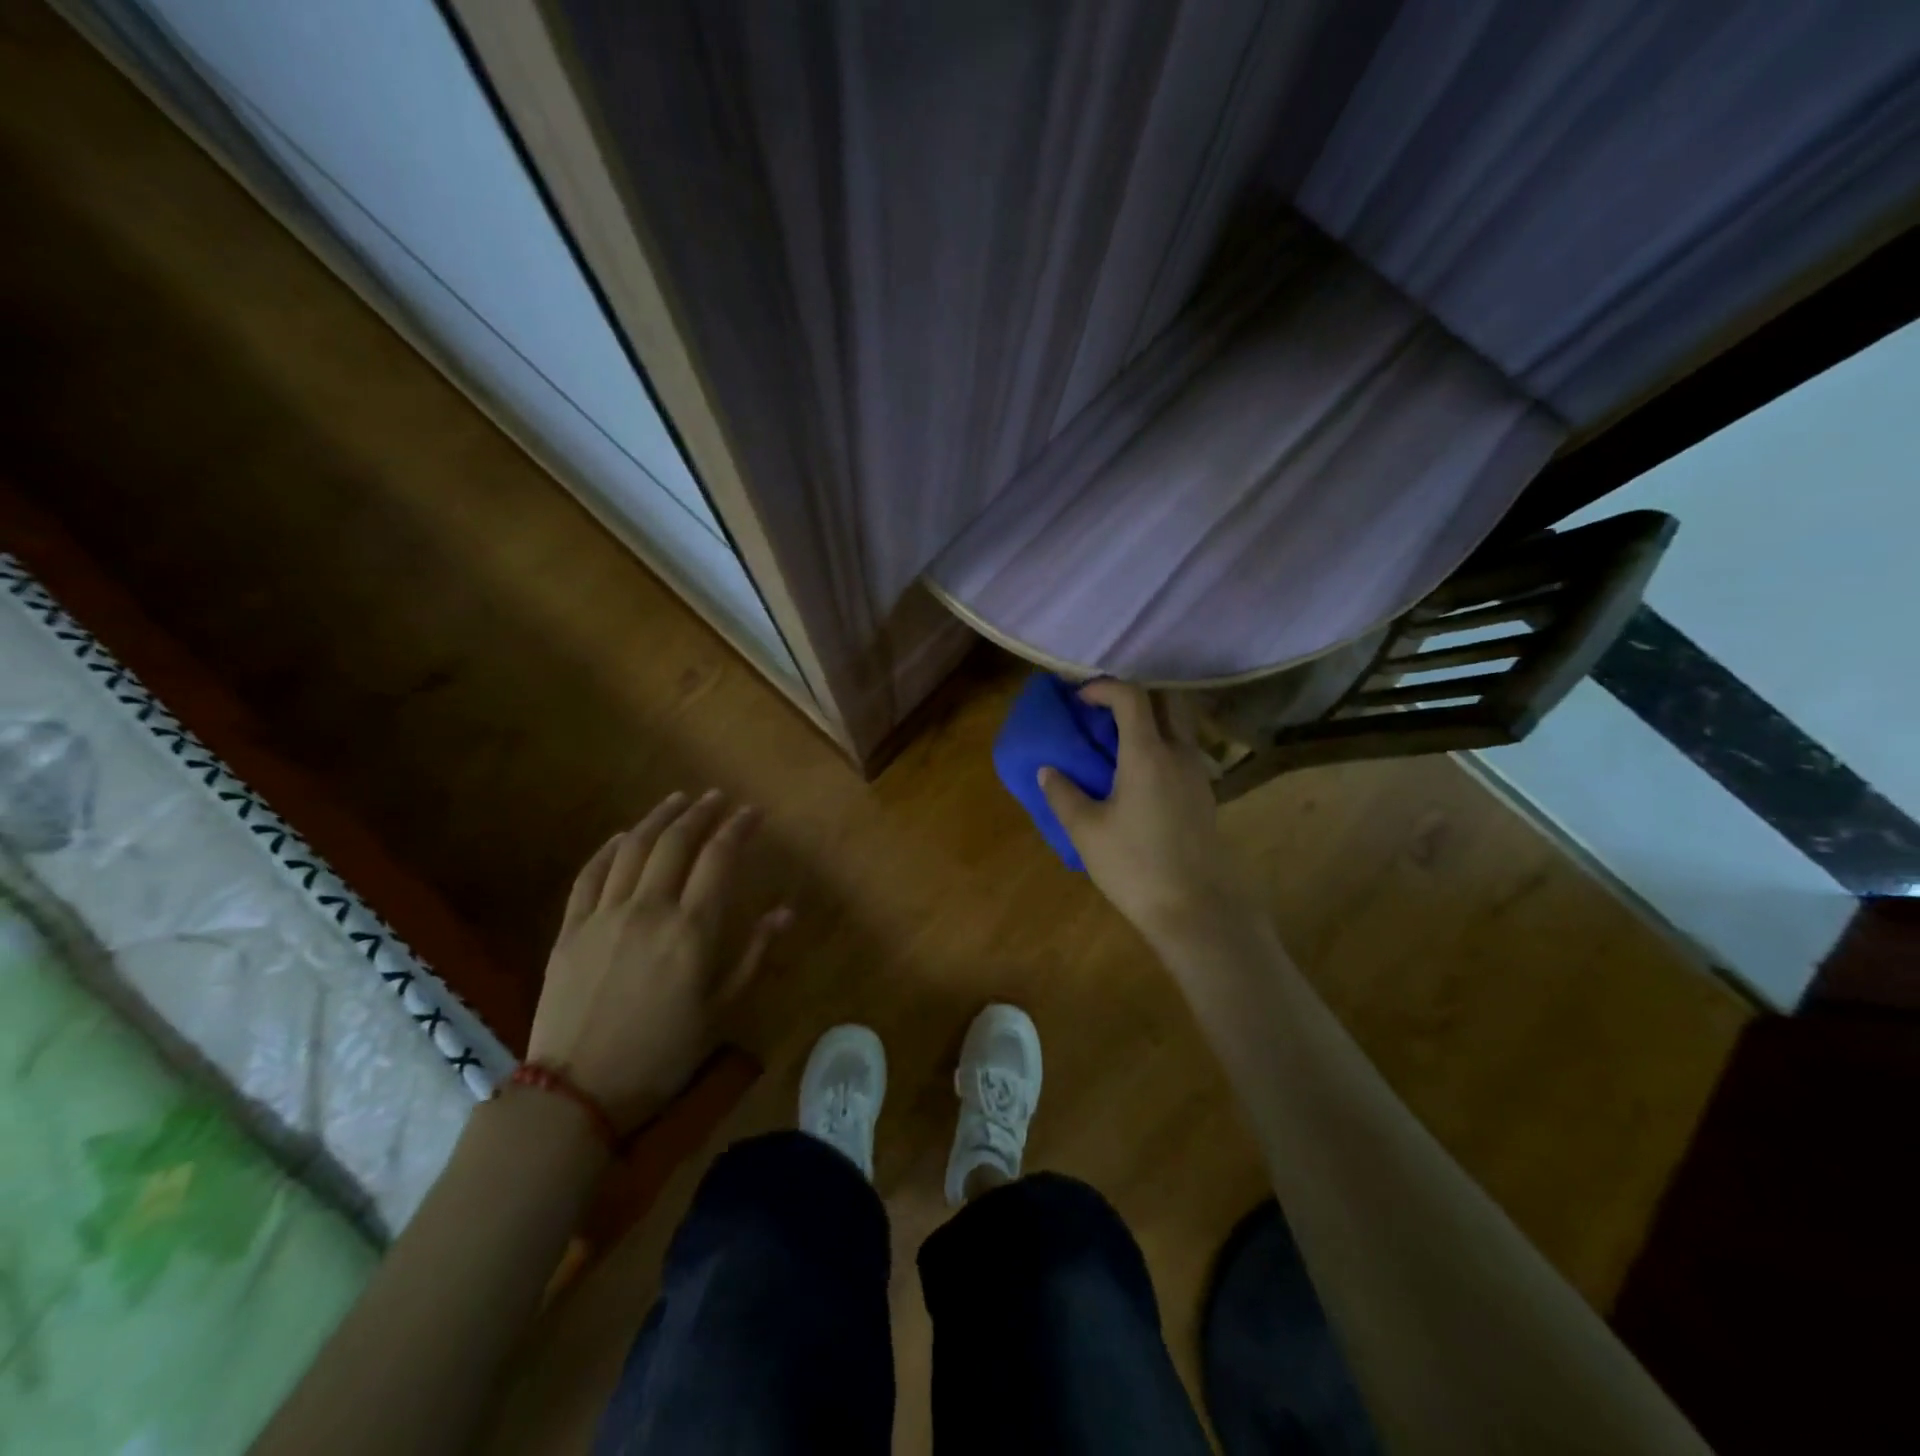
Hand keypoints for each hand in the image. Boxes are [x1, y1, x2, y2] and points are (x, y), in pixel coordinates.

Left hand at [527, 790, 790, 1131]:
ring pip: (633, 849)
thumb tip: (785, 911)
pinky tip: (623, 837)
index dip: (738, 829)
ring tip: (678, 801)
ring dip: (658, 818)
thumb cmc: (662, 1055)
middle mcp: (649, 909)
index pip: (719, 859)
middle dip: (701, 813)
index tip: (753, 812)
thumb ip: (752, 954)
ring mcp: (604, 915)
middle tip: (718, 797)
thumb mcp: (719, 1010)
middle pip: (676, 842)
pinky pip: (590, 875)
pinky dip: (609, 849)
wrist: (576, 1092)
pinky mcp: (570, 929)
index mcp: (691, 930)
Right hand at [1039, 681, 1257, 948]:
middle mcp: (1179, 753)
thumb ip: (1063, 794)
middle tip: (1104, 712)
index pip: (1131, 696)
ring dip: (1152, 719)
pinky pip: (1184, 750)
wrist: (1195, 909)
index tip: (1079, 699)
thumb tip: (1047, 771)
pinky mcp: (1205, 794)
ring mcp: (1198, 773)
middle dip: (1135, 695)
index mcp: (1148, 754)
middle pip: (1168, 699)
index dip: (1103, 688)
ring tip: (1117, 743)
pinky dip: (1162, 744)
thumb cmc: (1135, 866)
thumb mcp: (1087, 831)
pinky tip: (1139, 775)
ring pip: (1181, 724)